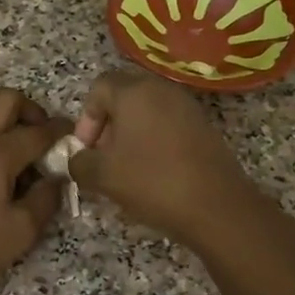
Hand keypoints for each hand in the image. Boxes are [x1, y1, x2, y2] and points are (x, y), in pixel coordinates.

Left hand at [0, 89, 71, 294]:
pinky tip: (3, 178)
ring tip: (28, 164)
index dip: (62, 130)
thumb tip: (58, 178)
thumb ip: (47, 198)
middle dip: (33, 111)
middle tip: (46, 140)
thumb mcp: (23, 229)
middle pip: (6, 101)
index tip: (76, 135)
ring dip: (11, 127)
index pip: (38, 130)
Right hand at [69, 71, 257, 248]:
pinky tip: (153, 174)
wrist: (216, 206)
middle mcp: (163, 90)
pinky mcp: (204, 128)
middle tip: (103, 158)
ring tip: (126, 170)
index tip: (87, 150)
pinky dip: (154, 143)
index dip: (86, 118)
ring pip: (148, 112)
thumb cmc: (152, 181)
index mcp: (135, 92)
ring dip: (131, 136)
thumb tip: (78, 160)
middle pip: (124, 97)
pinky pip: (168, 126)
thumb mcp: (103, 176)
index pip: (99, 87)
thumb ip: (80, 163)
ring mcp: (188, 108)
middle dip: (107, 126)